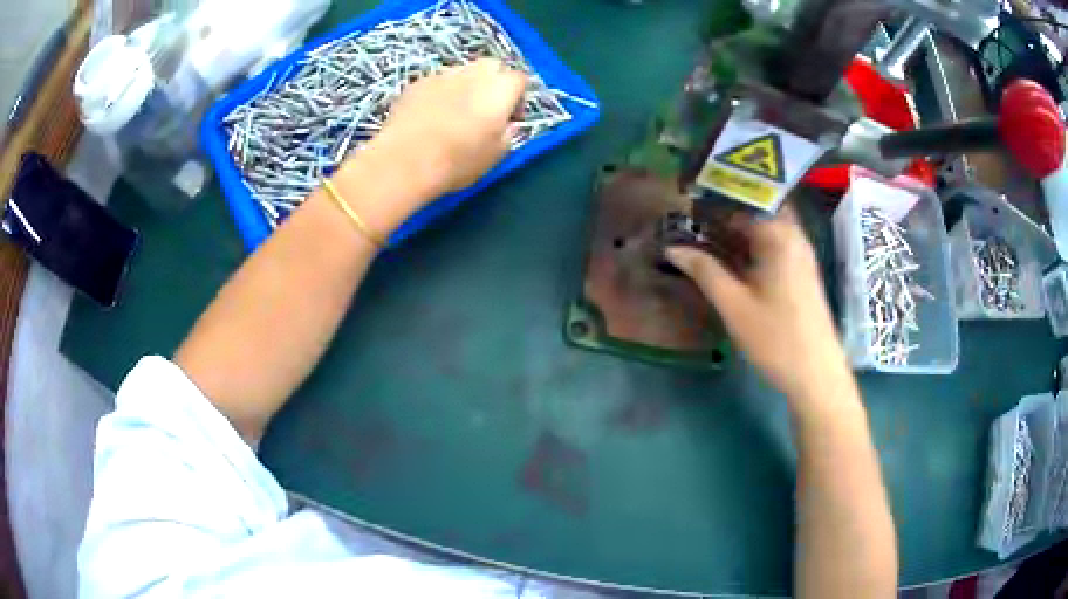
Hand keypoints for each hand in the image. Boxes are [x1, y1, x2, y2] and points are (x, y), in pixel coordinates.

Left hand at [332, 58, 526, 234]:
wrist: (404, 161)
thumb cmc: (458, 160)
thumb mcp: (497, 154)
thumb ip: (508, 133)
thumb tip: (507, 124)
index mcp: (500, 89)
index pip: (519, 79)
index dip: (518, 99)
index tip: (510, 120)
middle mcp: (473, 73)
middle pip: (492, 67)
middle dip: (493, 83)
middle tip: (486, 111)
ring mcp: (442, 75)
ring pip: (462, 72)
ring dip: (465, 87)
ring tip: (455, 114)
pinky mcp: (416, 83)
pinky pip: (436, 83)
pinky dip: (439, 94)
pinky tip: (430, 117)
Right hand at [667, 207, 849, 401]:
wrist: (816, 374)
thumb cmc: (776, 339)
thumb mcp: (734, 305)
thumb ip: (704, 270)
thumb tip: (673, 246)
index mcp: (779, 234)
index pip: (743, 196)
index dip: (713, 193)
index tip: (686, 196)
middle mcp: (794, 234)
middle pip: (757, 205)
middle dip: (726, 205)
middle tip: (694, 213)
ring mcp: (801, 252)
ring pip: (767, 223)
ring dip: (738, 224)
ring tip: (706, 231)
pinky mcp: (802, 269)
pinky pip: (774, 240)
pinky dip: (752, 240)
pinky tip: (733, 255)